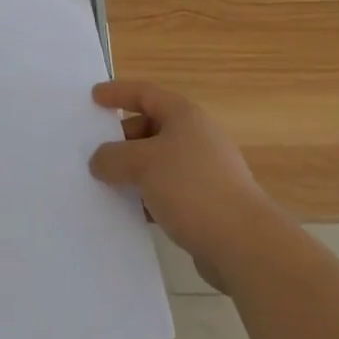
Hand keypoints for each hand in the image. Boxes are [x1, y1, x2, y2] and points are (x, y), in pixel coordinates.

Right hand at [90, 79, 276, 292]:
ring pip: (159, 162)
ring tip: (106, 183)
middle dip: (122, 138)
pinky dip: (148, 195)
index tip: (93, 98)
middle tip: (96, 151)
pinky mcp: (207, 204)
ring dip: (134, 171)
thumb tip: (98, 160)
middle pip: (151, 127)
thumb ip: (114, 157)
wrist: (244, 245)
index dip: (117, 93)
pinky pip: (168, 191)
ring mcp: (204, 171)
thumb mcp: (143, 164)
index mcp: (183, 115)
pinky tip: (132, 212)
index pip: (144, 93)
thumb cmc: (191, 187)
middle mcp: (195, 137)